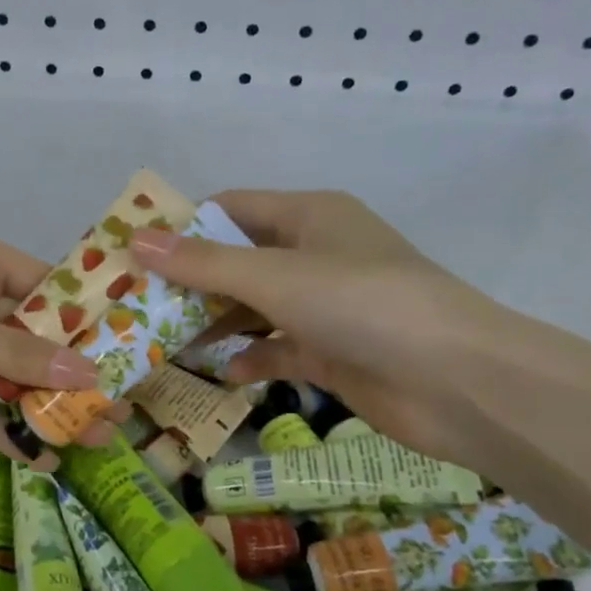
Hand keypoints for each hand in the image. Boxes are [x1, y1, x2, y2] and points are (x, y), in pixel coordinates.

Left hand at [0, 229, 101, 463]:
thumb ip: (17, 354)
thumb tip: (88, 375)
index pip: (48, 289)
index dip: (87, 323)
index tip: (126, 358)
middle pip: (30, 338)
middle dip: (68, 375)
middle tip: (113, 412)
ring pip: (4, 374)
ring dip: (38, 405)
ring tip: (87, 439)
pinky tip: (35, 452)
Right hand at [130, 190, 507, 463]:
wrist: (457, 383)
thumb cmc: (362, 306)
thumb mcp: (274, 277)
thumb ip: (203, 263)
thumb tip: (136, 239)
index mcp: (308, 216)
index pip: (230, 208)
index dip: (182, 226)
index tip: (133, 254)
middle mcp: (315, 254)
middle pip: (237, 260)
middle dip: (190, 282)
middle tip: (135, 306)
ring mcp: (324, 307)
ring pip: (253, 308)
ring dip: (214, 322)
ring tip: (161, 342)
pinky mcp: (331, 353)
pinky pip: (277, 349)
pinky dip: (251, 357)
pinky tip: (223, 372)